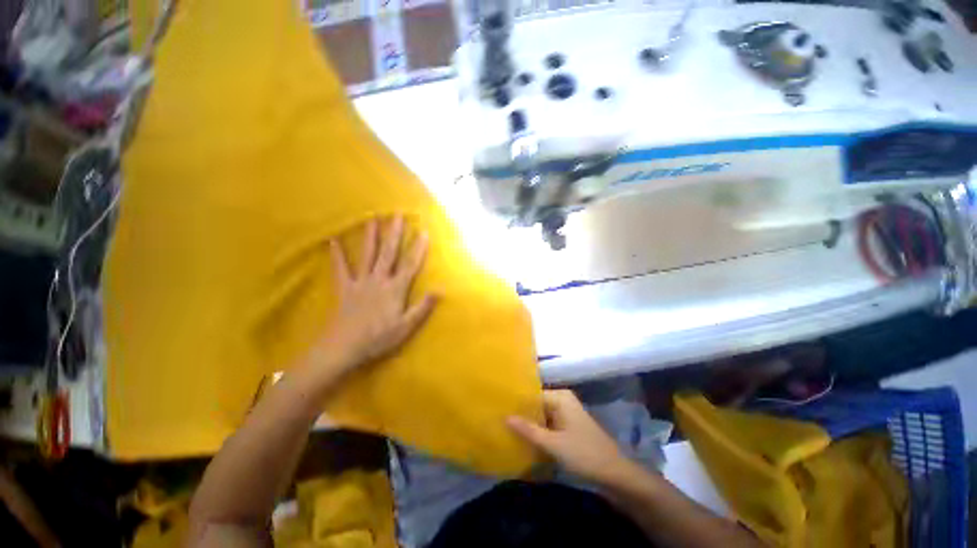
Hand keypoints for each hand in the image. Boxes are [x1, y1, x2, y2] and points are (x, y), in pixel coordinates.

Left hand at [324, 216, 437, 368]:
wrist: (343, 348)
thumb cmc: (378, 338)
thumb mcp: (406, 327)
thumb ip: (423, 307)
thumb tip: (441, 290)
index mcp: (395, 289)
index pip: (410, 265)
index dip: (418, 248)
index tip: (424, 232)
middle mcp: (379, 280)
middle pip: (389, 253)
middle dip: (394, 233)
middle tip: (397, 214)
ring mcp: (360, 282)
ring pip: (367, 255)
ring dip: (370, 236)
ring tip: (372, 218)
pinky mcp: (344, 288)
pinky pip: (340, 269)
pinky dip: (337, 255)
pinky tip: (333, 241)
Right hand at [507, 389, 635, 486]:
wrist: (615, 474)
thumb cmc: (584, 454)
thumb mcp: (553, 444)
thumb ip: (528, 430)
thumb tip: (505, 417)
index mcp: (560, 397)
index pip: (531, 394)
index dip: (516, 403)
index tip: (497, 410)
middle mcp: (562, 400)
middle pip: (536, 404)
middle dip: (521, 414)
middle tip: (499, 421)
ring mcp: (566, 413)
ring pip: (541, 415)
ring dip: (529, 424)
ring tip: (506, 430)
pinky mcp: (568, 426)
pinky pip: (548, 424)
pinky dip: (538, 431)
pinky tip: (524, 439)